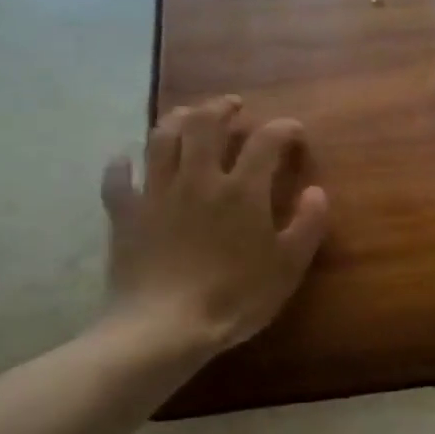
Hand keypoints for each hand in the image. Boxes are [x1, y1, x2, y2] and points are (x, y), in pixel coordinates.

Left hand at [100, 95, 329, 355]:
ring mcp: (157, 193)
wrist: (165, 327)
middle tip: (233, 106)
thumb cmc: (235, 298)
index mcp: (242, 190)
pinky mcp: (126, 215)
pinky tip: (124, 160)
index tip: (294, 131)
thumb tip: (317, 191)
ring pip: (161, 139)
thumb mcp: (288, 267)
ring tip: (188, 115)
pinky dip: (120, 165)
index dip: (283, 129)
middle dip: (221, 108)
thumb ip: (308, 225)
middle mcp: (198, 179)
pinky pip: (117, 179)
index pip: (266, 141)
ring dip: (177, 119)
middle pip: (205, 125)